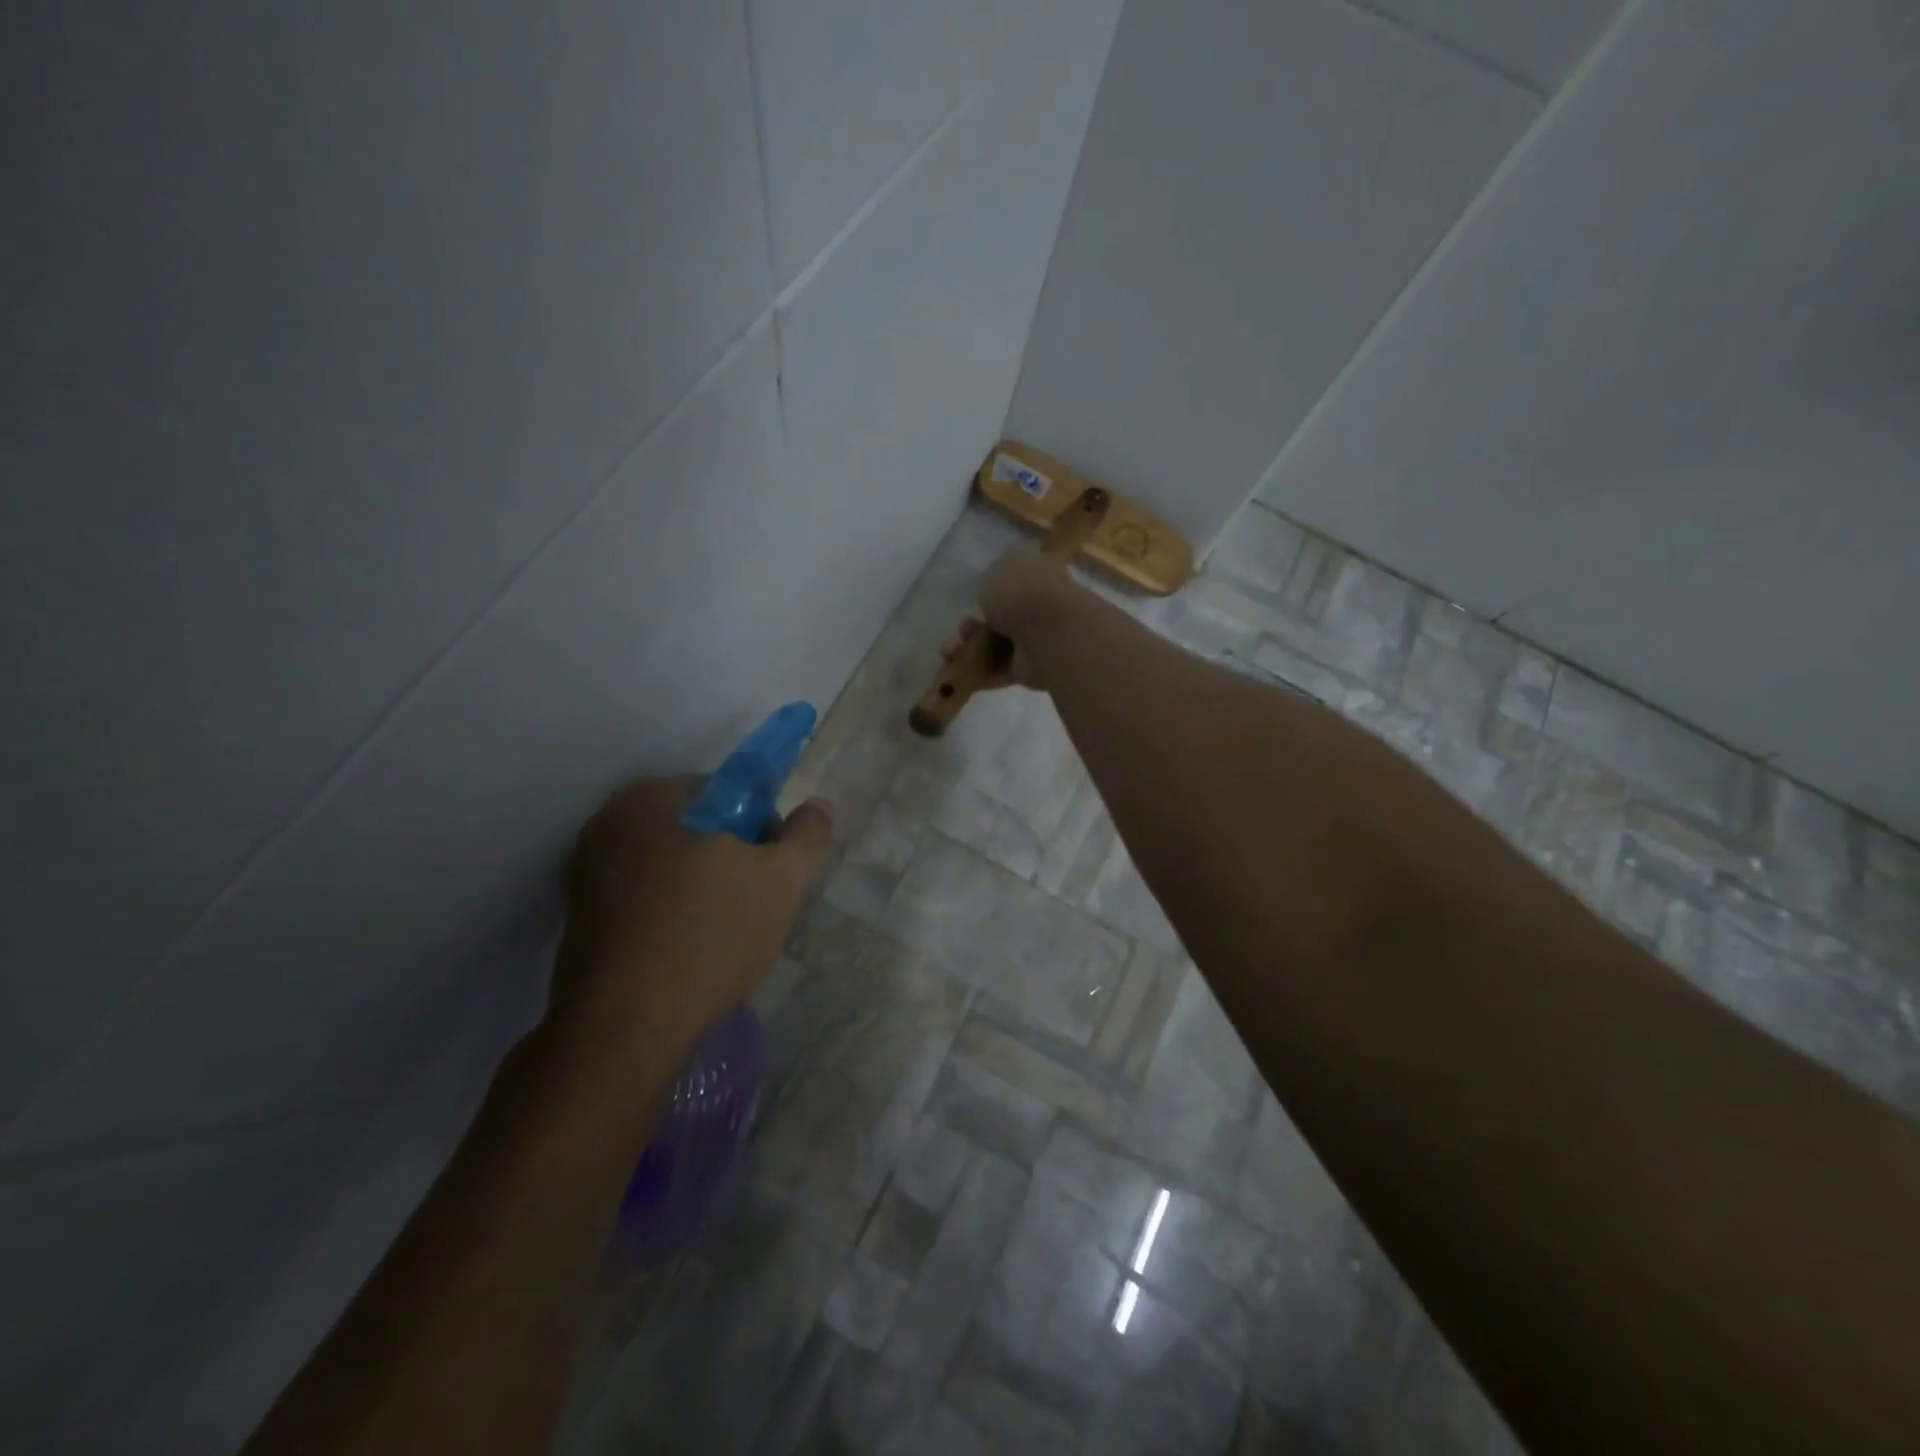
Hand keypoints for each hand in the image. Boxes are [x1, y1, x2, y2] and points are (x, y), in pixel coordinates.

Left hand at [554, 776, 832, 1052]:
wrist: (626, 1027)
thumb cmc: (711, 935)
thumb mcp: (783, 879)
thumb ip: (807, 834)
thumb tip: (818, 805)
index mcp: (655, 796)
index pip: (730, 792)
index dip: (763, 830)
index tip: (772, 874)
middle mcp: (610, 820)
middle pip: (697, 827)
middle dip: (730, 858)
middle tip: (753, 905)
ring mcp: (586, 868)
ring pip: (669, 863)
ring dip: (700, 885)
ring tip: (721, 933)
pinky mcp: (577, 914)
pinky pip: (642, 895)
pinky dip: (668, 909)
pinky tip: (685, 948)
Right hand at [938, 550, 1080, 691]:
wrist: (1048, 632)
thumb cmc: (1020, 592)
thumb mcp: (995, 572)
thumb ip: (990, 583)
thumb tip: (993, 596)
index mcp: (1036, 574)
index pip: (1012, 580)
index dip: (989, 590)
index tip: (972, 599)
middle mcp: (1039, 605)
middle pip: (1000, 617)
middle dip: (973, 626)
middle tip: (961, 630)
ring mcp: (1037, 639)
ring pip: (996, 646)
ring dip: (970, 651)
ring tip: (950, 653)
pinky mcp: (1031, 669)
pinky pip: (999, 670)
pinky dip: (979, 674)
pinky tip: (958, 674)